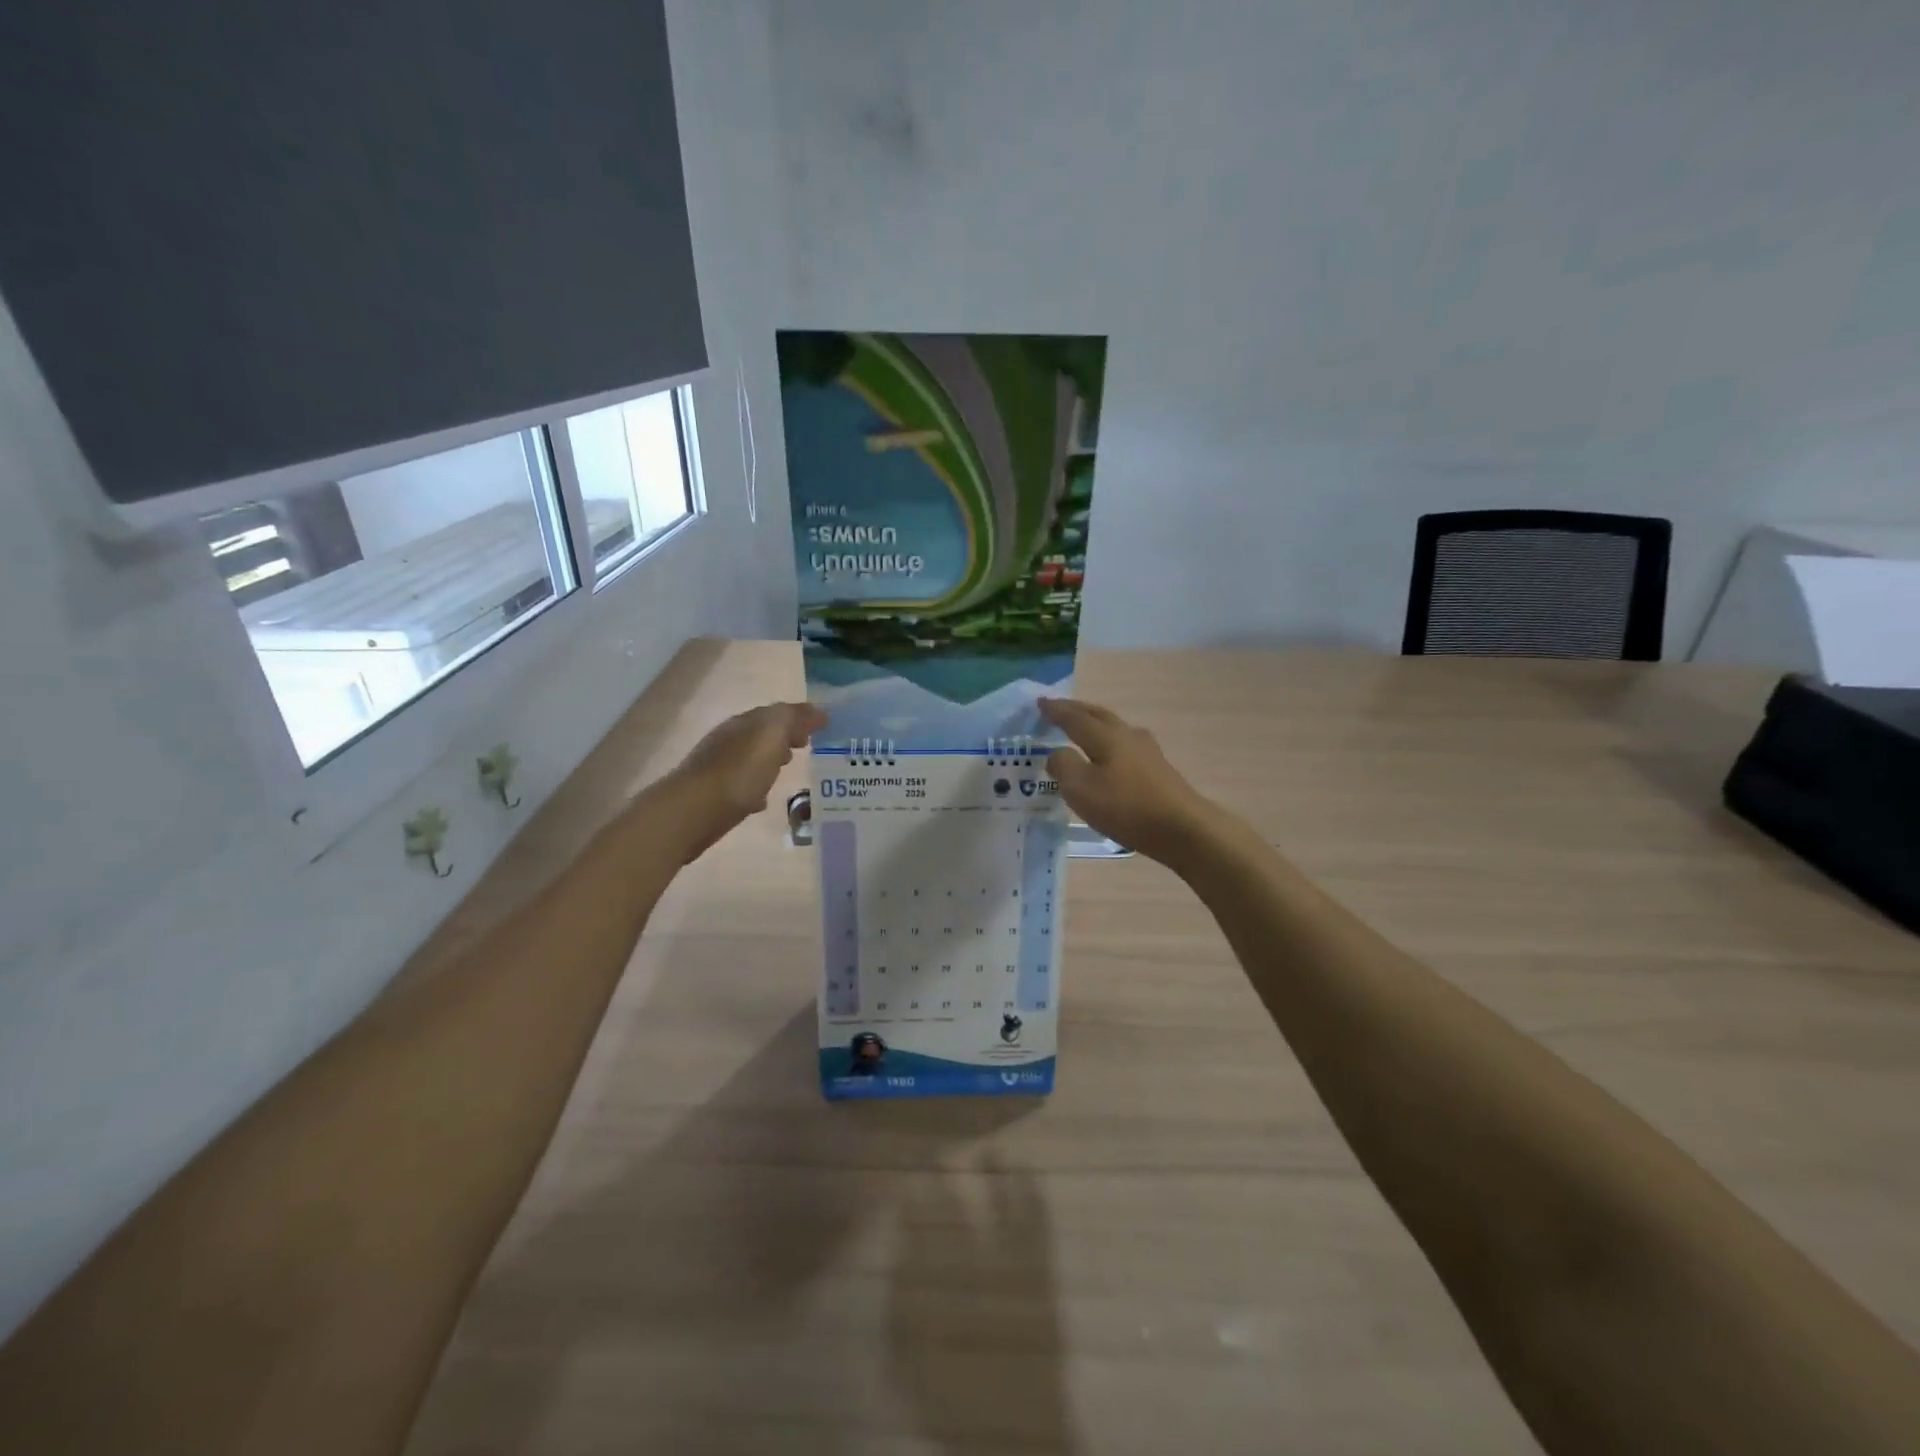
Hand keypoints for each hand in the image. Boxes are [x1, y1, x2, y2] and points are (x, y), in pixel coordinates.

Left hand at [666, 701, 825, 860]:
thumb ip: (793, 719)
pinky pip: (741, 784)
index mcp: (744, 723)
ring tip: (787, 770)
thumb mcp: (771, 736)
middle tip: (806, 746)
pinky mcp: (713, 795)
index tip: (821, 727)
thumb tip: (817, 711)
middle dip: (784, 736)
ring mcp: (718, 767)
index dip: (798, 717)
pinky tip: (763, 799)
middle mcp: (729, 740)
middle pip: (761, 733)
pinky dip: (755, 786)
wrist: (691, 813)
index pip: (775, 712)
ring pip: (751, 758)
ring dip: (769, 760)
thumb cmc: (737, 773)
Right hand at [1040, 697, 1221, 865]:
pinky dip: (1109, 743)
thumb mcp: (1081, 788)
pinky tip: (1111, 755)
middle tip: (1059, 708)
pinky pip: (1125, 745)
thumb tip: (1056, 753)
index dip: (1055, 710)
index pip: (1074, 717)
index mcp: (1105, 736)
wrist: (1182, 829)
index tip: (1040, 702)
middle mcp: (1127, 735)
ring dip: (1095, 724)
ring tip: (1082, 728)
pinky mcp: (1158, 769)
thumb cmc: (1126, 807)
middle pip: (1098, 716)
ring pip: (1114, 729)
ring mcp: (1147, 751)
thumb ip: (1063, 765)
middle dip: (1077, 710)